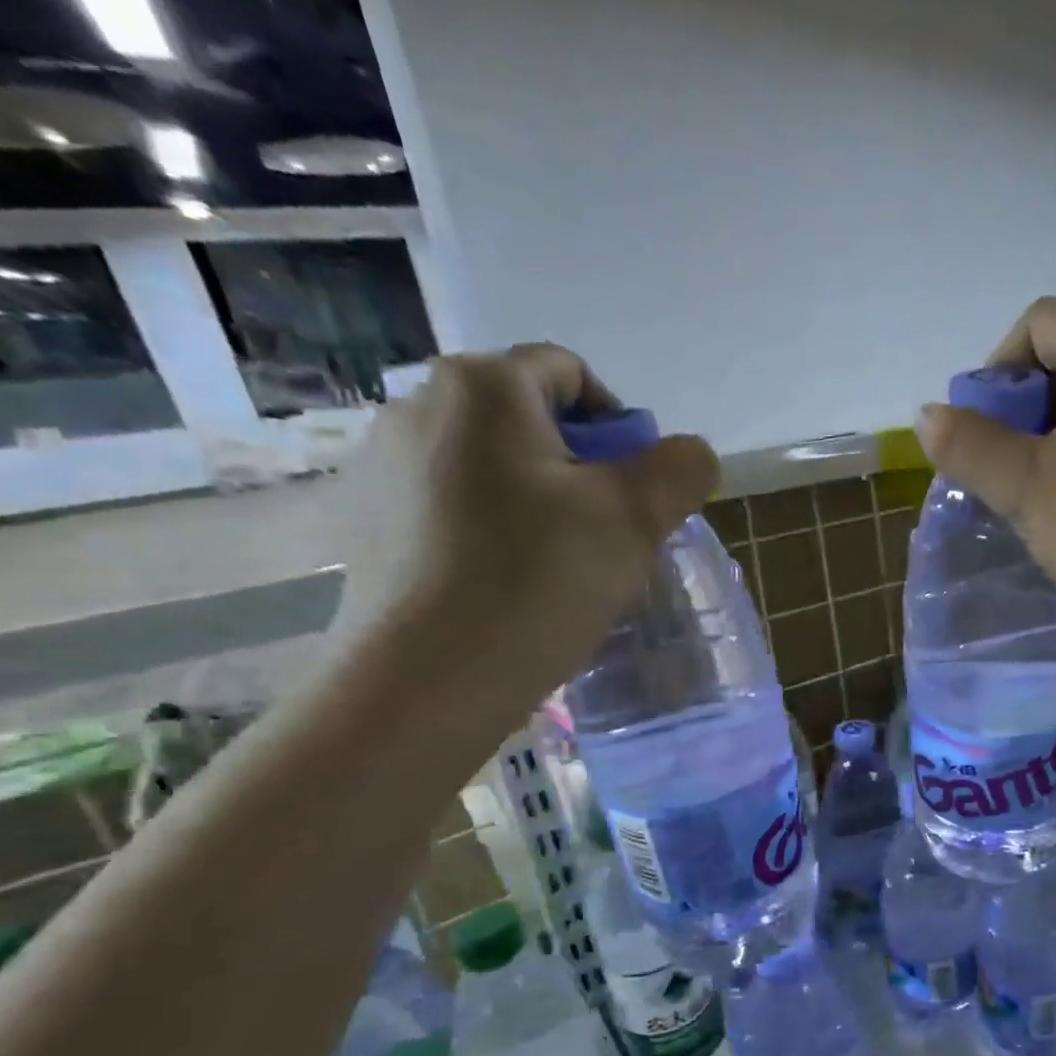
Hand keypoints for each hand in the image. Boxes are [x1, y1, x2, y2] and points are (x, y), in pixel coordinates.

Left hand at [339, 344, 718, 707]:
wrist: (429, 680)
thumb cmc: (539, 582)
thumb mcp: (635, 519)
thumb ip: (679, 470)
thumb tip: (692, 454)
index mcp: (483, 387)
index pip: (570, 374)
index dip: (619, 428)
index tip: (634, 495)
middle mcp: (417, 405)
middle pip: (527, 422)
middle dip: (578, 473)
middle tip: (603, 539)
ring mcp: (379, 466)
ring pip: (489, 468)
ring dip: (535, 503)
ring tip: (555, 570)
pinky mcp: (363, 522)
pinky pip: (449, 506)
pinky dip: (488, 531)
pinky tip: (502, 586)